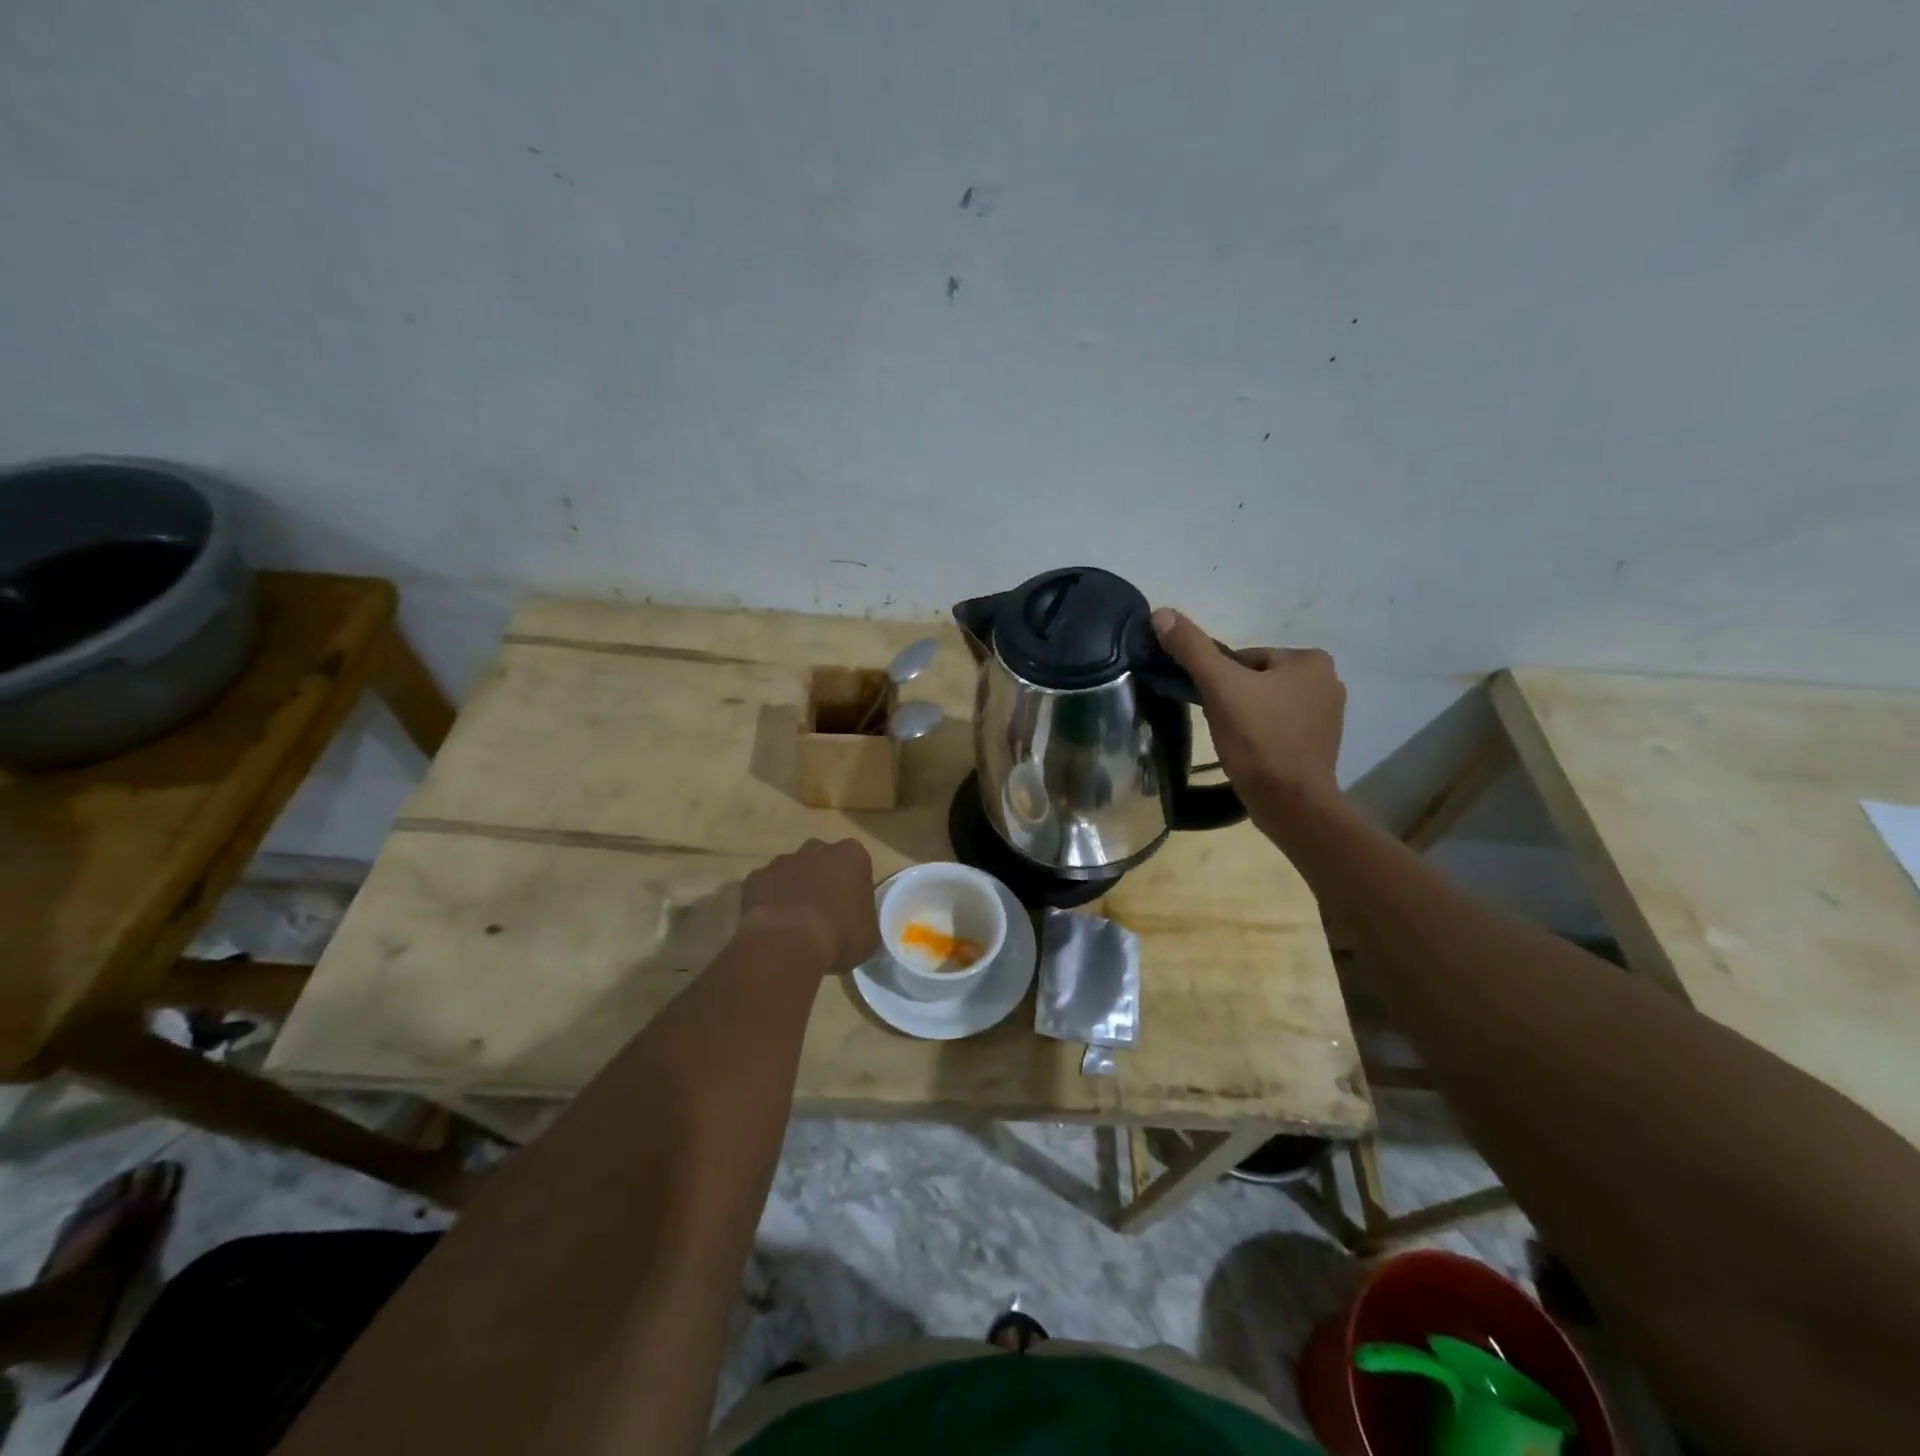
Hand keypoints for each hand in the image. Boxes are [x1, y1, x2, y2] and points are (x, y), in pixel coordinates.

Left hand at [739, 838, 879, 972]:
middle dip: (822, 878)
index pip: (857, 863)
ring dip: (794, 888)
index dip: (853, 885)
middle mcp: (817, 849)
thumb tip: (859, 925)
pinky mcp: (756, 877)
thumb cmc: (839, 935)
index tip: (851, 907)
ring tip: (795, 921)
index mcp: (852, 856)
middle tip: (823, 910)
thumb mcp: (869, 935)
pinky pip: (766, 887)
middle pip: (822, 859)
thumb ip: (865, 920)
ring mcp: (783, 861)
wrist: (788, 944)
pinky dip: (769, 900)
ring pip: (792, 871)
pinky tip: (773, 924)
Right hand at [1150, 607, 1345, 823]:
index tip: (1212, 706)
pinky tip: (1250, 754)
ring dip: (1245, 718)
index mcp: (1310, 659)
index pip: (1244, 658)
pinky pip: (1278, 727)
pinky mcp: (1320, 744)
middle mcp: (1328, 681)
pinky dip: (1260, 736)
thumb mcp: (1220, 688)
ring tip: (1234, 743)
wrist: (1291, 804)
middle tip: (1221, 726)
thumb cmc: (1259, 740)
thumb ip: (1192, 649)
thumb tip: (1162, 613)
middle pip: (1254, 680)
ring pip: (1265, 705)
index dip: (1219, 681)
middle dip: (1233, 700)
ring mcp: (1327, 715)